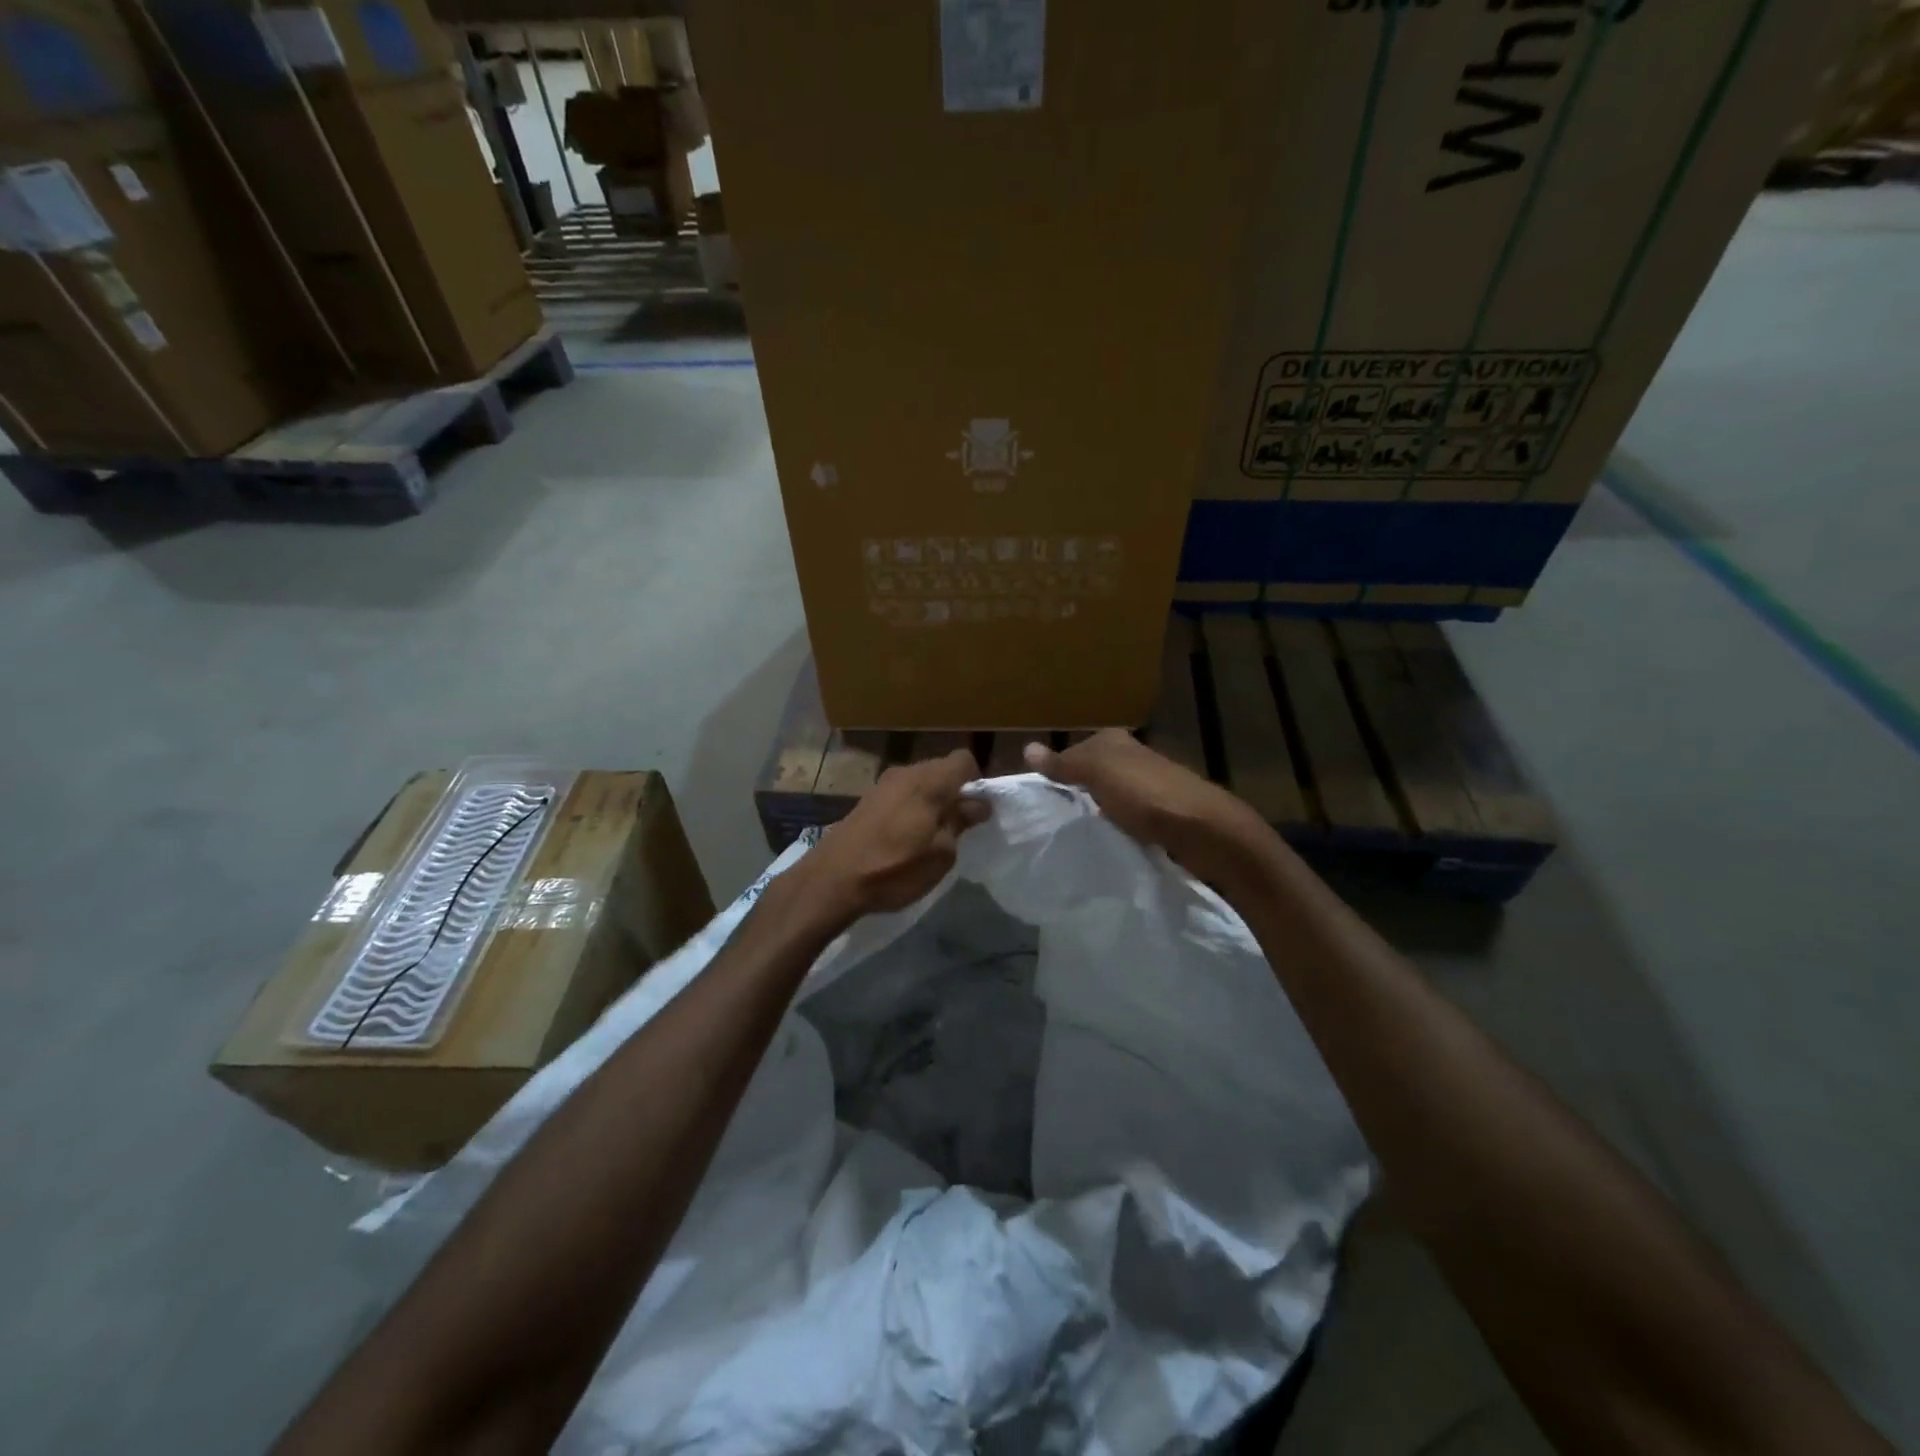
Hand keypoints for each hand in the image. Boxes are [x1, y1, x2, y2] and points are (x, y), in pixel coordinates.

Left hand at [798, 750, 990, 919]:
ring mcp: (883, 784)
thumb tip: (978, 803)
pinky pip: (901, 794)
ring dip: (931, 801)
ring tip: (931, 835)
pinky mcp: (867, 799)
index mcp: (930, 781)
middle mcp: (906, 773)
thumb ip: (961, 822)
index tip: (975, 811)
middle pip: (941, 769)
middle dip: (954, 792)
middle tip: (958, 827)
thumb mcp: (941, 854)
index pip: (964, 760)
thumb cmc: (895, 867)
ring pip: (920, 782)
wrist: (833, 880)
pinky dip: (911, 808)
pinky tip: (905, 837)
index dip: (976, 782)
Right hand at [1023, 730, 1278, 890]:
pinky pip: (1124, 819)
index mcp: (1115, 741)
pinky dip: (1113, 828)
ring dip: (1093, 814)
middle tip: (1049, 821)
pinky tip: (1103, 842)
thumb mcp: (1098, 773)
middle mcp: (1131, 758)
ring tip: (1072, 835)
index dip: (1054, 774)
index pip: (1072, 753)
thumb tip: (1026, 748)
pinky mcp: (1160, 814)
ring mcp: (1147, 787)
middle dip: (1073, 794)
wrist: (1205, 831)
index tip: (1037, 801)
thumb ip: (1063, 763)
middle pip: (1089, 775)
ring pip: (1106, 798)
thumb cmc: (1147, 795)